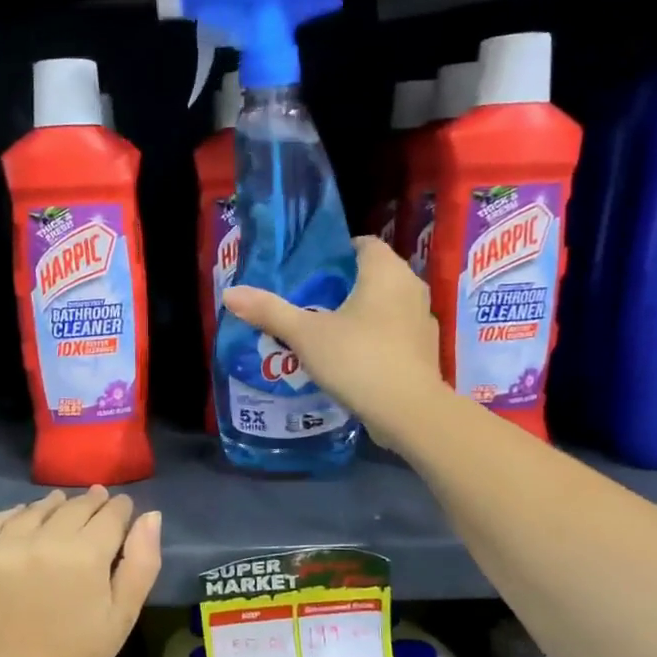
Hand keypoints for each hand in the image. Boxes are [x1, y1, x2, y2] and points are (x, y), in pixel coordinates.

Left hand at [0, 487, 161, 656]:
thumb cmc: (76, 655)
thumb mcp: (123, 616)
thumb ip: (142, 563)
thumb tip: (151, 516)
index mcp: (84, 555)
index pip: (109, 514)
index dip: (120, 508)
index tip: (122, 508)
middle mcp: (42, 540)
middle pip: (74, 506)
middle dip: (91, 503)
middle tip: (97, 502)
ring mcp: (3, 546)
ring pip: (36, 509)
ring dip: (53, 506)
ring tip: (61, 507)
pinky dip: (13, 515)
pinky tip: (23, 521)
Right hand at [222, 236, 444, 443]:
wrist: (409, 411)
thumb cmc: (358, 360)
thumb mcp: (306, 335)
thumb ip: (270, 312)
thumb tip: (230, 293)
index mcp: (385, 271)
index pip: (363, 244)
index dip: (336, 253)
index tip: (310, 272)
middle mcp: (411, 286)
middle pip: (374, 274)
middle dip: (344, 286)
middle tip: (309, 302)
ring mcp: (423, 319)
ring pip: (386, 305)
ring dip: (361, 313)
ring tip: (327, 331)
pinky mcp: (426, 350)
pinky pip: (395, 332)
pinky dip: (376, 337)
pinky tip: (353, 358)